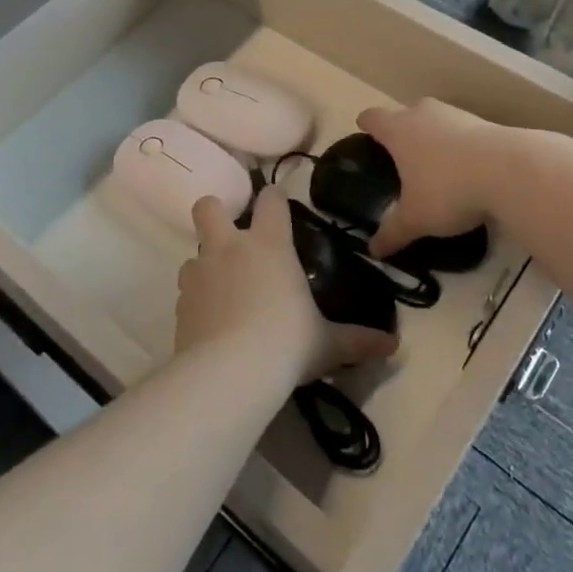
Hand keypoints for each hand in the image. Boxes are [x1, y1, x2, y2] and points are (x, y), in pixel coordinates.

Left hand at [176, 188, 398, 382]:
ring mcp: (200, 273)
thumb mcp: (327, 343)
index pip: (271, 200)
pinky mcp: (180, 303)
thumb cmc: (286, 343)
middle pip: (208, 207)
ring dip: (206, 264)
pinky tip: (211, 322)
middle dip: (216, 212)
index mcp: (269, 244)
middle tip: (232, 236)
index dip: (275, 198)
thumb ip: (357, 340)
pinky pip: (186, 291)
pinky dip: (197, 299)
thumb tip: (392, 345)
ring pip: (193, 252)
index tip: (279, 204)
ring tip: (222, 289)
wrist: (230, 372)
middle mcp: (229, 248)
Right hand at [356, 100, 506, 257]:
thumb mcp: (416, 219)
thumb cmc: (448, 189)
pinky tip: (466, 169)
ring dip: (432, 136)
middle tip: (401, 158)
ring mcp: (455, 114)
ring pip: (435, 119)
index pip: (372, 118)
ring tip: (435, 165)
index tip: (364, 133)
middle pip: (404, 113)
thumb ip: (392, 233)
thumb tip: (373, 250)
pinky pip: (462, 130)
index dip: (366, 125)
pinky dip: (459, 144)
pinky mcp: (484, 122)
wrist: (510, 170)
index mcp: (398, 130)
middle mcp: (423, 114)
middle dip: (401, 131)